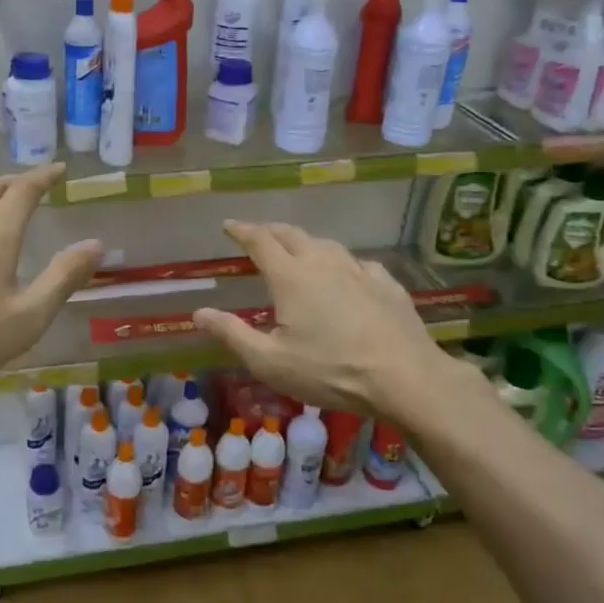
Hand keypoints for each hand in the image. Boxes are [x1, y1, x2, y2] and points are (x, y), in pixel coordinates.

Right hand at [193, 221, 473, 419]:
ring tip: (298, 250)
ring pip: (326, 244)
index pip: (259, 241)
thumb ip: (231, 333)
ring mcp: (359, 270)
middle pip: (292, 234)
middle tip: (257, 233)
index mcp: (290, 276)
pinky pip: (357, 263)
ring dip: (306, 243)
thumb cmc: (330, 371)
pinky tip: (347, 275)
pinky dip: (341, 263)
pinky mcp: (387, 284)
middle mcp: (323, 262)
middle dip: (270, 230)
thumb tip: (198, 312)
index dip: (241, 230)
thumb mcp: (270, 361)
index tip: (228, 225)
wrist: (405, 377)